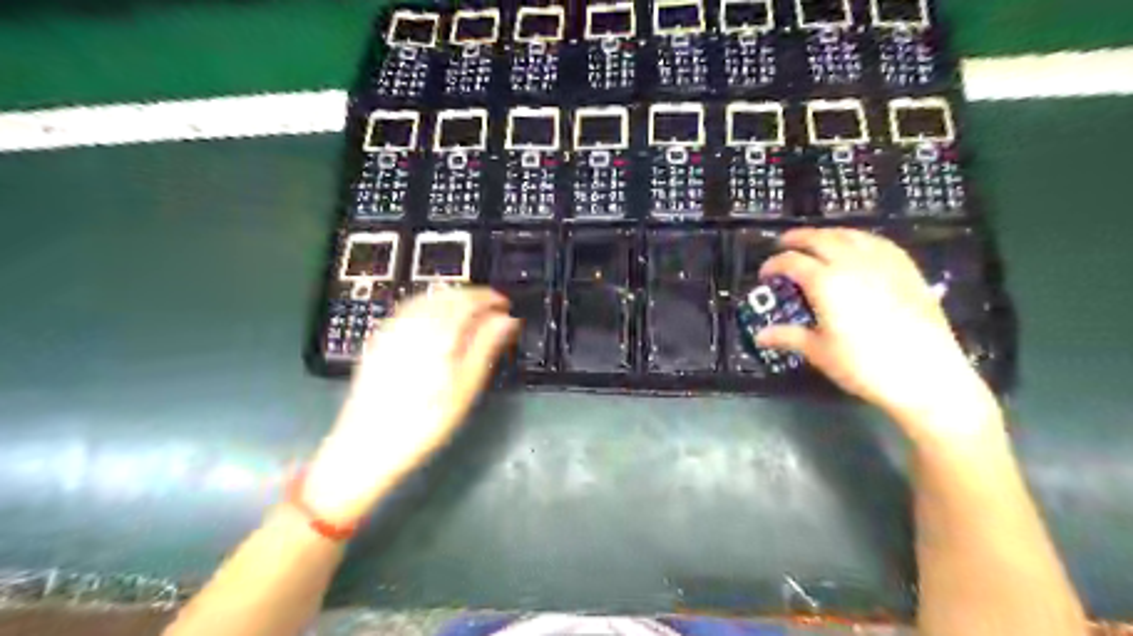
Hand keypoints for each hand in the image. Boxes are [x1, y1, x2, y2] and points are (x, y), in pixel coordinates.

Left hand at [297, 289, 515, 525]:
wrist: (366, 446)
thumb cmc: (424, 423)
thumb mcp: (464, 389)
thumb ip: (485, 347)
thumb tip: (506, 320)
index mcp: (437, 334)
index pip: (468, 301)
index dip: (490, 298)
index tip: (506, 304)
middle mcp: (413, 323)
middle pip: (447, 295)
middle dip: (472, 296)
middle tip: (492, 309)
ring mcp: (392, 329)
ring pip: (427, 298)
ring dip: (452, 297)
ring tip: (470, 311)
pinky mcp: (379, 338)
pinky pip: (408, 307)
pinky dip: (429, 304)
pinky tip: (437, 318)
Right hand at [756, 230, 993, 440]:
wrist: (925, 375)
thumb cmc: (864, 365)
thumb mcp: (820, 352)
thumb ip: (789, 337)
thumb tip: (761, 335)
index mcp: (825, 283)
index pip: (792, 262)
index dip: (774, 263)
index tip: (765, 272)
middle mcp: (852, 264)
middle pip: (820, 239)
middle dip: (798, 238)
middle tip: (784, 243)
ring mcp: (883, 263)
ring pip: (850, 235)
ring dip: (828, 234)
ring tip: (817, 241)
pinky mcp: (907, 269)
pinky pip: (878, 242)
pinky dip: (859, 239)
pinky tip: (858, 246)